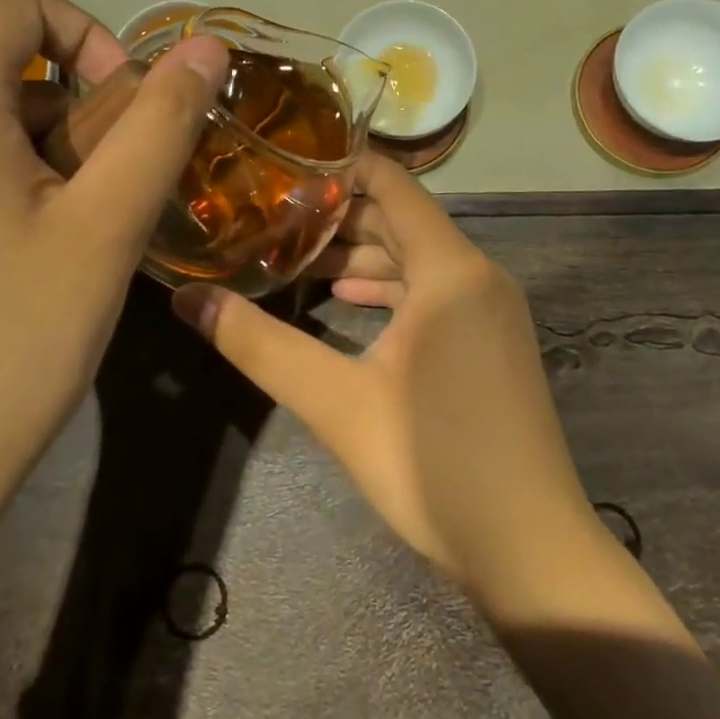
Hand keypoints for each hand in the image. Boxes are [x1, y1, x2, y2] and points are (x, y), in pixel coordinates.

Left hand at [0, 0, 228, 554]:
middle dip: (75, 116)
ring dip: (39, 161)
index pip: (17, 4)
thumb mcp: (106, 227)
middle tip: (109, 200)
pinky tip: (9, 281)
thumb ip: (161, 124)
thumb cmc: (8, 344)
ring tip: (68, 245)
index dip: (88, 37)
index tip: (123, 113)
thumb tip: (204, 47)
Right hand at [171, 154, 606, 610]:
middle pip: (401, 219)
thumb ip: (259, 345)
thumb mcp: (337, 402)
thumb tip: (187, 299)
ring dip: (360, 254)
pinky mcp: (490, 340)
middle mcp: (476, 274)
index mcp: (450, 268)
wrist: (532, 552)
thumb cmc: (435, 464)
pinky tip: (344, 302)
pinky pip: (434, 290)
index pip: (392, 183)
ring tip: (296, 259)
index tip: (282, 168)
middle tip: (272, 215)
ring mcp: (489, 308)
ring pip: (416, 257)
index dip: (339, 166)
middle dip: (338, 215)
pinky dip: (388, 288)